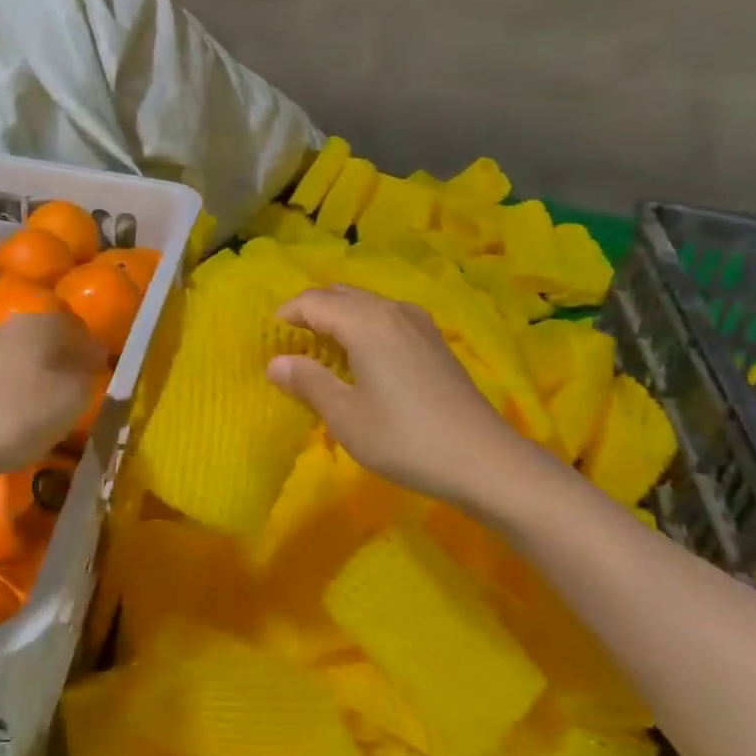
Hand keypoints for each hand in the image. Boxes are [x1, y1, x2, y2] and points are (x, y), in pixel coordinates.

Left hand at [0, 311, 105, 484]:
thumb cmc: (13, 417)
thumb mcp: (71, 400)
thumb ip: (89, 376)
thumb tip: (94, 359)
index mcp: (40, 324)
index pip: (79, 327)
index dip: (94, 353)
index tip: (101, 380)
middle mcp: (8, 326)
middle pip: (49, 341)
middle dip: (65, 365)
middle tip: (77, 397)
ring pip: (23, 359)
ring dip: (38, 380)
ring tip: (46, 412)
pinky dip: (12, 395)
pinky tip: (12, 420)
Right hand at [267, 286, 546, 505]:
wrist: (485, 460)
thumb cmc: (405, 438)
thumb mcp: (346, 416)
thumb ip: (308, 382)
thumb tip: (276, 362)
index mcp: (366, 322)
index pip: (314, 302)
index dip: (287, 314)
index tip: (270, 338)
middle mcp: (392, 311)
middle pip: (341, 294)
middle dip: (311, 312)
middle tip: (292, 344)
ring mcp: (418, 323)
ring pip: (366, 304)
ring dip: (339, 317)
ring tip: (322, 350)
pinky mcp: (434, 341)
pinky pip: (387, 318)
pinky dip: (364, 326)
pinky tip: (363, 358)